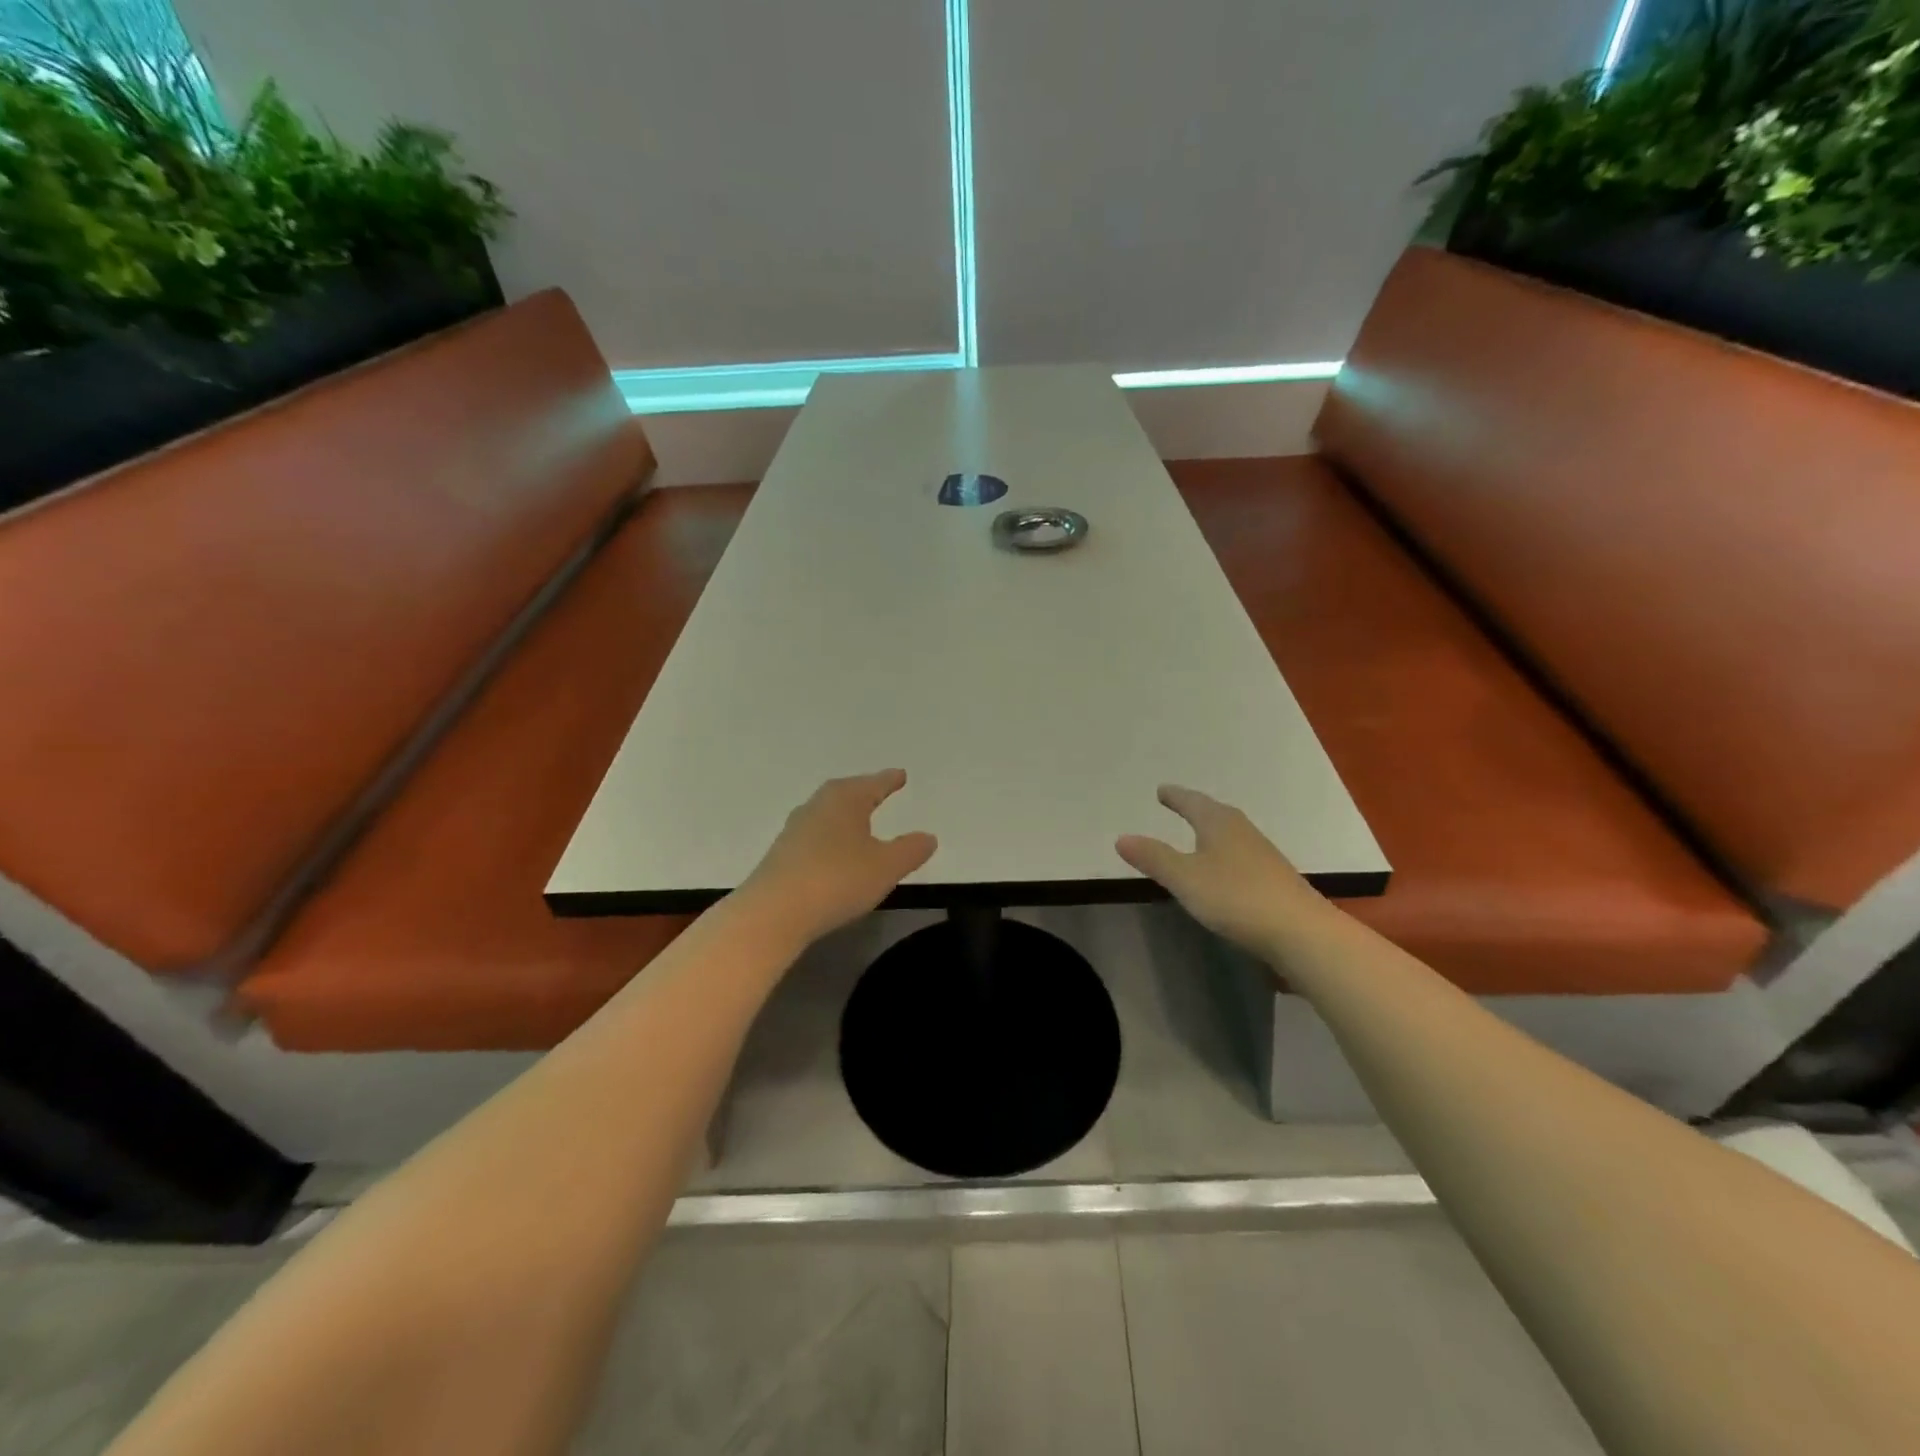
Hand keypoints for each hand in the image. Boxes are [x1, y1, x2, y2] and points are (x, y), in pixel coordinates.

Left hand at [737, 770, 937, 948]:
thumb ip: (910, 850)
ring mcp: (795, 830)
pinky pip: (815, 837)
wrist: (774, 913)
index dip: (889, 781)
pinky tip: (835, 853)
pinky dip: (830, 838)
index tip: (900, 775)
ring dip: (844, 817)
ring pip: (827, 814)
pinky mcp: (782, 855)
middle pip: (845, 793)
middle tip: (879, 791)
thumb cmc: (837, 879)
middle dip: (864, 793)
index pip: (873, 784)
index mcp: (845, 799)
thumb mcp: (886, 867)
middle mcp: (817, 806)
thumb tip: (928, 836)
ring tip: (860, 823)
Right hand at [1116, 785, 1335, 958]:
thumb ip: (1153, 858)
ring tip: (1199, 833)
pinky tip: (1224, 869)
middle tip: (1179, 804)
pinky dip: (1225, 853)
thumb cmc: (1235, 897)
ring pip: (1231, 834)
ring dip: (1213, 830)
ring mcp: (1263, 856)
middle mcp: (1243, 832)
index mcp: (1219, 824)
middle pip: (1215, 813)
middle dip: (1196, 808)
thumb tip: (1121, 837)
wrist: (1300, 932)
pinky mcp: (1274, 880)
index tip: (1162, 790)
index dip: (1175, 797)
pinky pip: (1241, 855)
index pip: (1192, 802)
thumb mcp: (1185, 878)